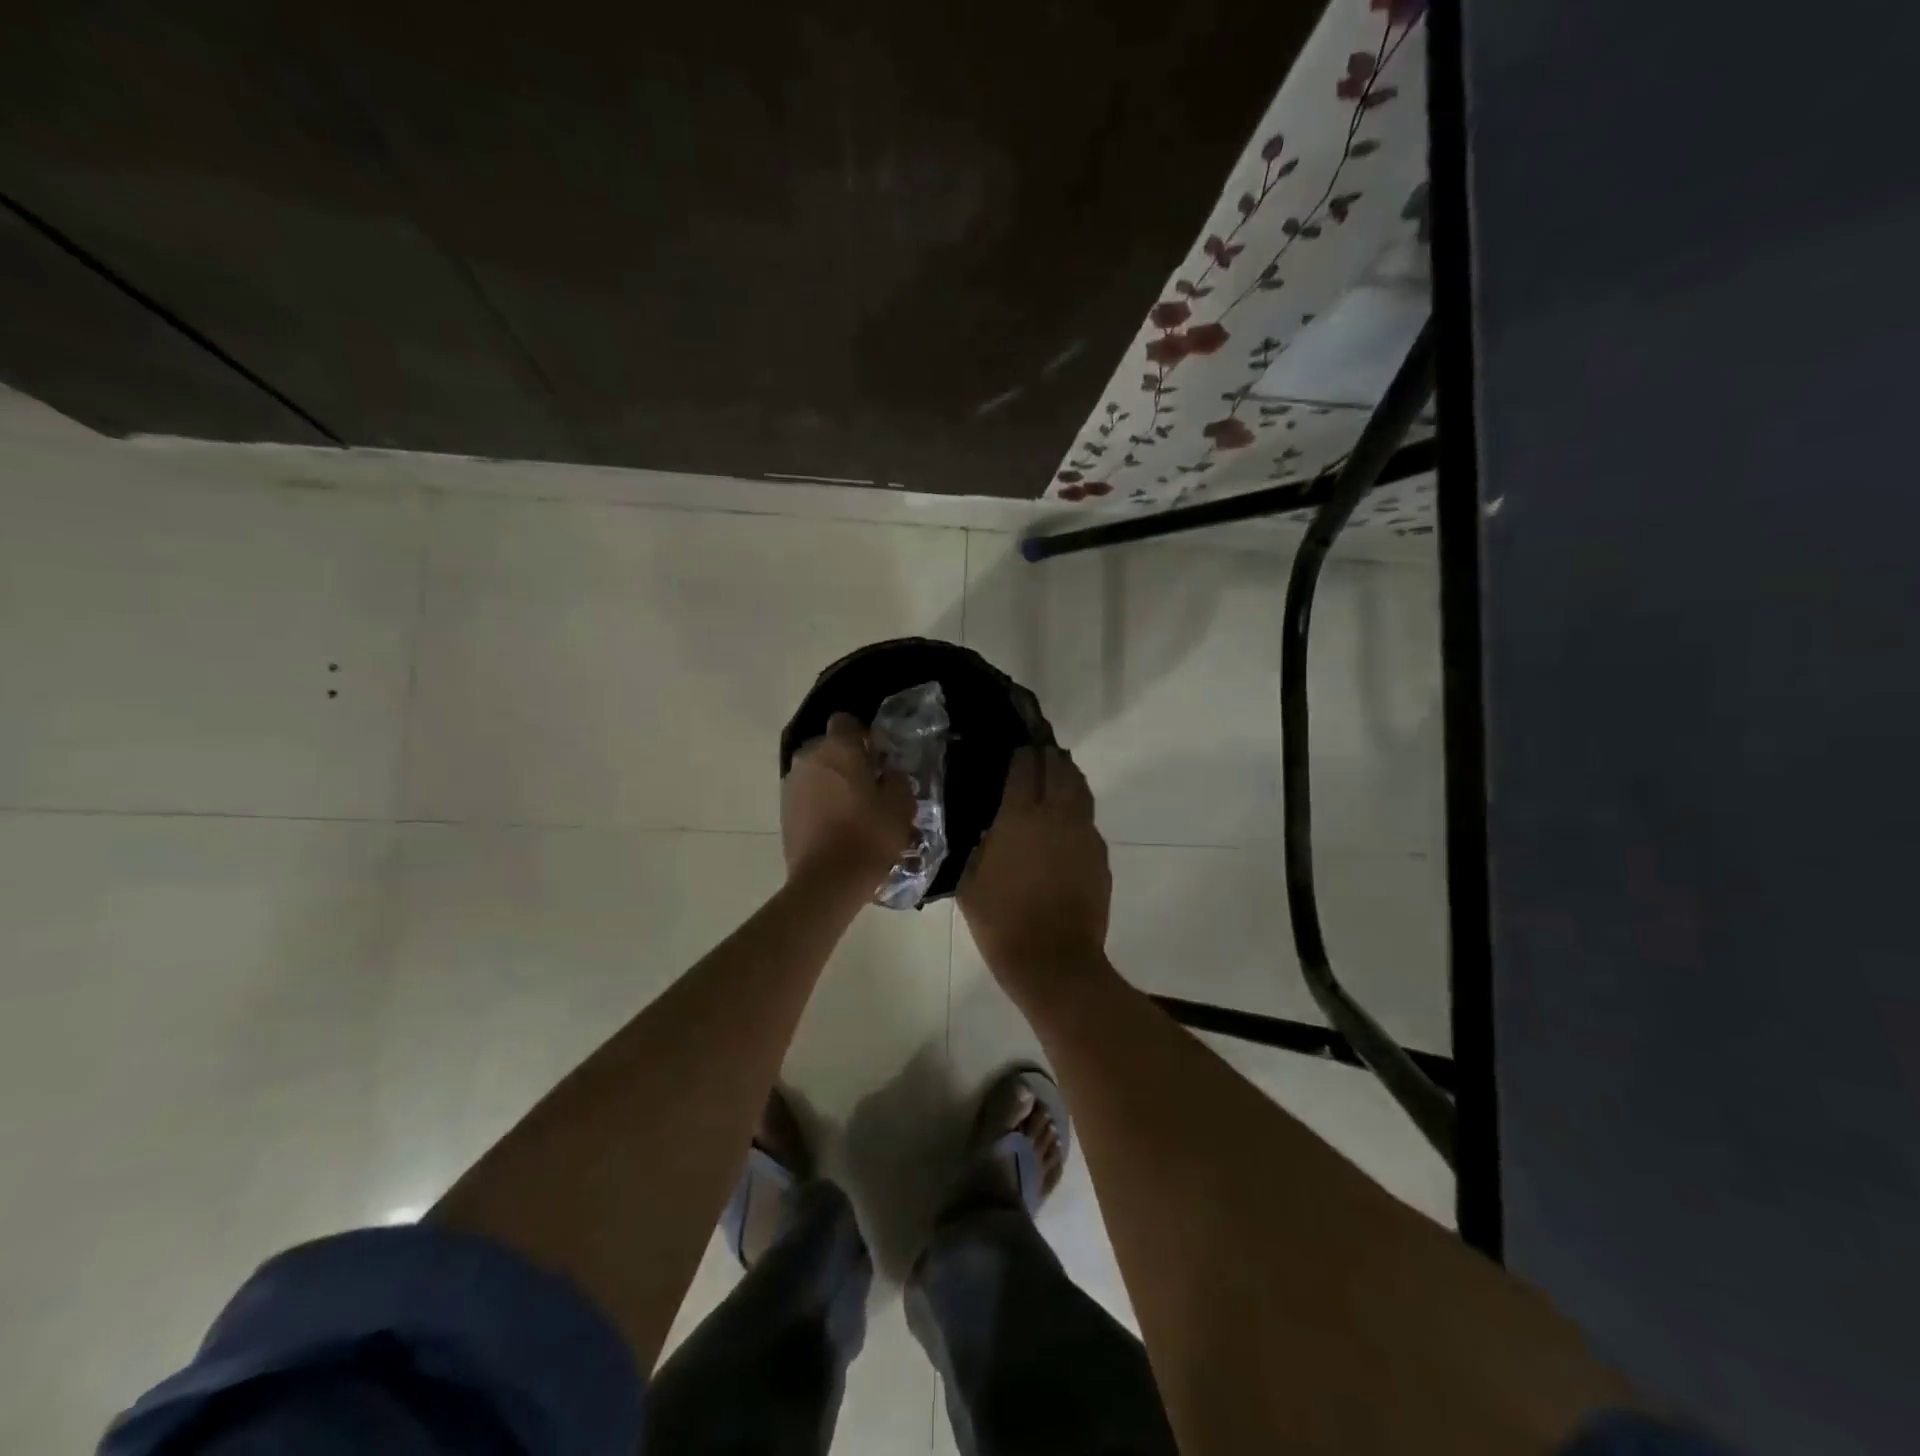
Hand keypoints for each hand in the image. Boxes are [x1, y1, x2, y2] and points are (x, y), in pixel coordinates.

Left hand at [781, 713, 915, 891]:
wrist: (827, 880)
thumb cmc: (869, 836)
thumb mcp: (901, 806)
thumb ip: (897, 779)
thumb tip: (889, 772)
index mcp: (838, 749)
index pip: (845, 720)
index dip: (862, 734)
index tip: (877, 755)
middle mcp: (809, 759)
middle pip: (828, 747)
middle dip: (846, 759)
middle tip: (868, 784)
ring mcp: (792, 785)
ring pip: (816, 772)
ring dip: (831, 782)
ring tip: (851, 809)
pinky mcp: (783, 811)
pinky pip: (806, 796)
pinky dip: (818, 803)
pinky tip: (835, 826)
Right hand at [960, 747, 1110, 979]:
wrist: (1053, 960)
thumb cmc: (1001, 921)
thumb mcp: (969, 880)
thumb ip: (976, 844)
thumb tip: (984, 824)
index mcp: (1020, 815)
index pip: (1025, 766)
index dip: (1020, 753)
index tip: (1014, 748)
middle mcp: (1057, 814)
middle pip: (1059, 767)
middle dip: (1048, 756)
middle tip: (1036, 755)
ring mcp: (1084, 833)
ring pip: (1080, 788)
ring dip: (1067, 777)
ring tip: (1054, 776)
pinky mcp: (1100, 853)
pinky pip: (1088, 819)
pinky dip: (1076, 810)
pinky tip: (1064, 824)